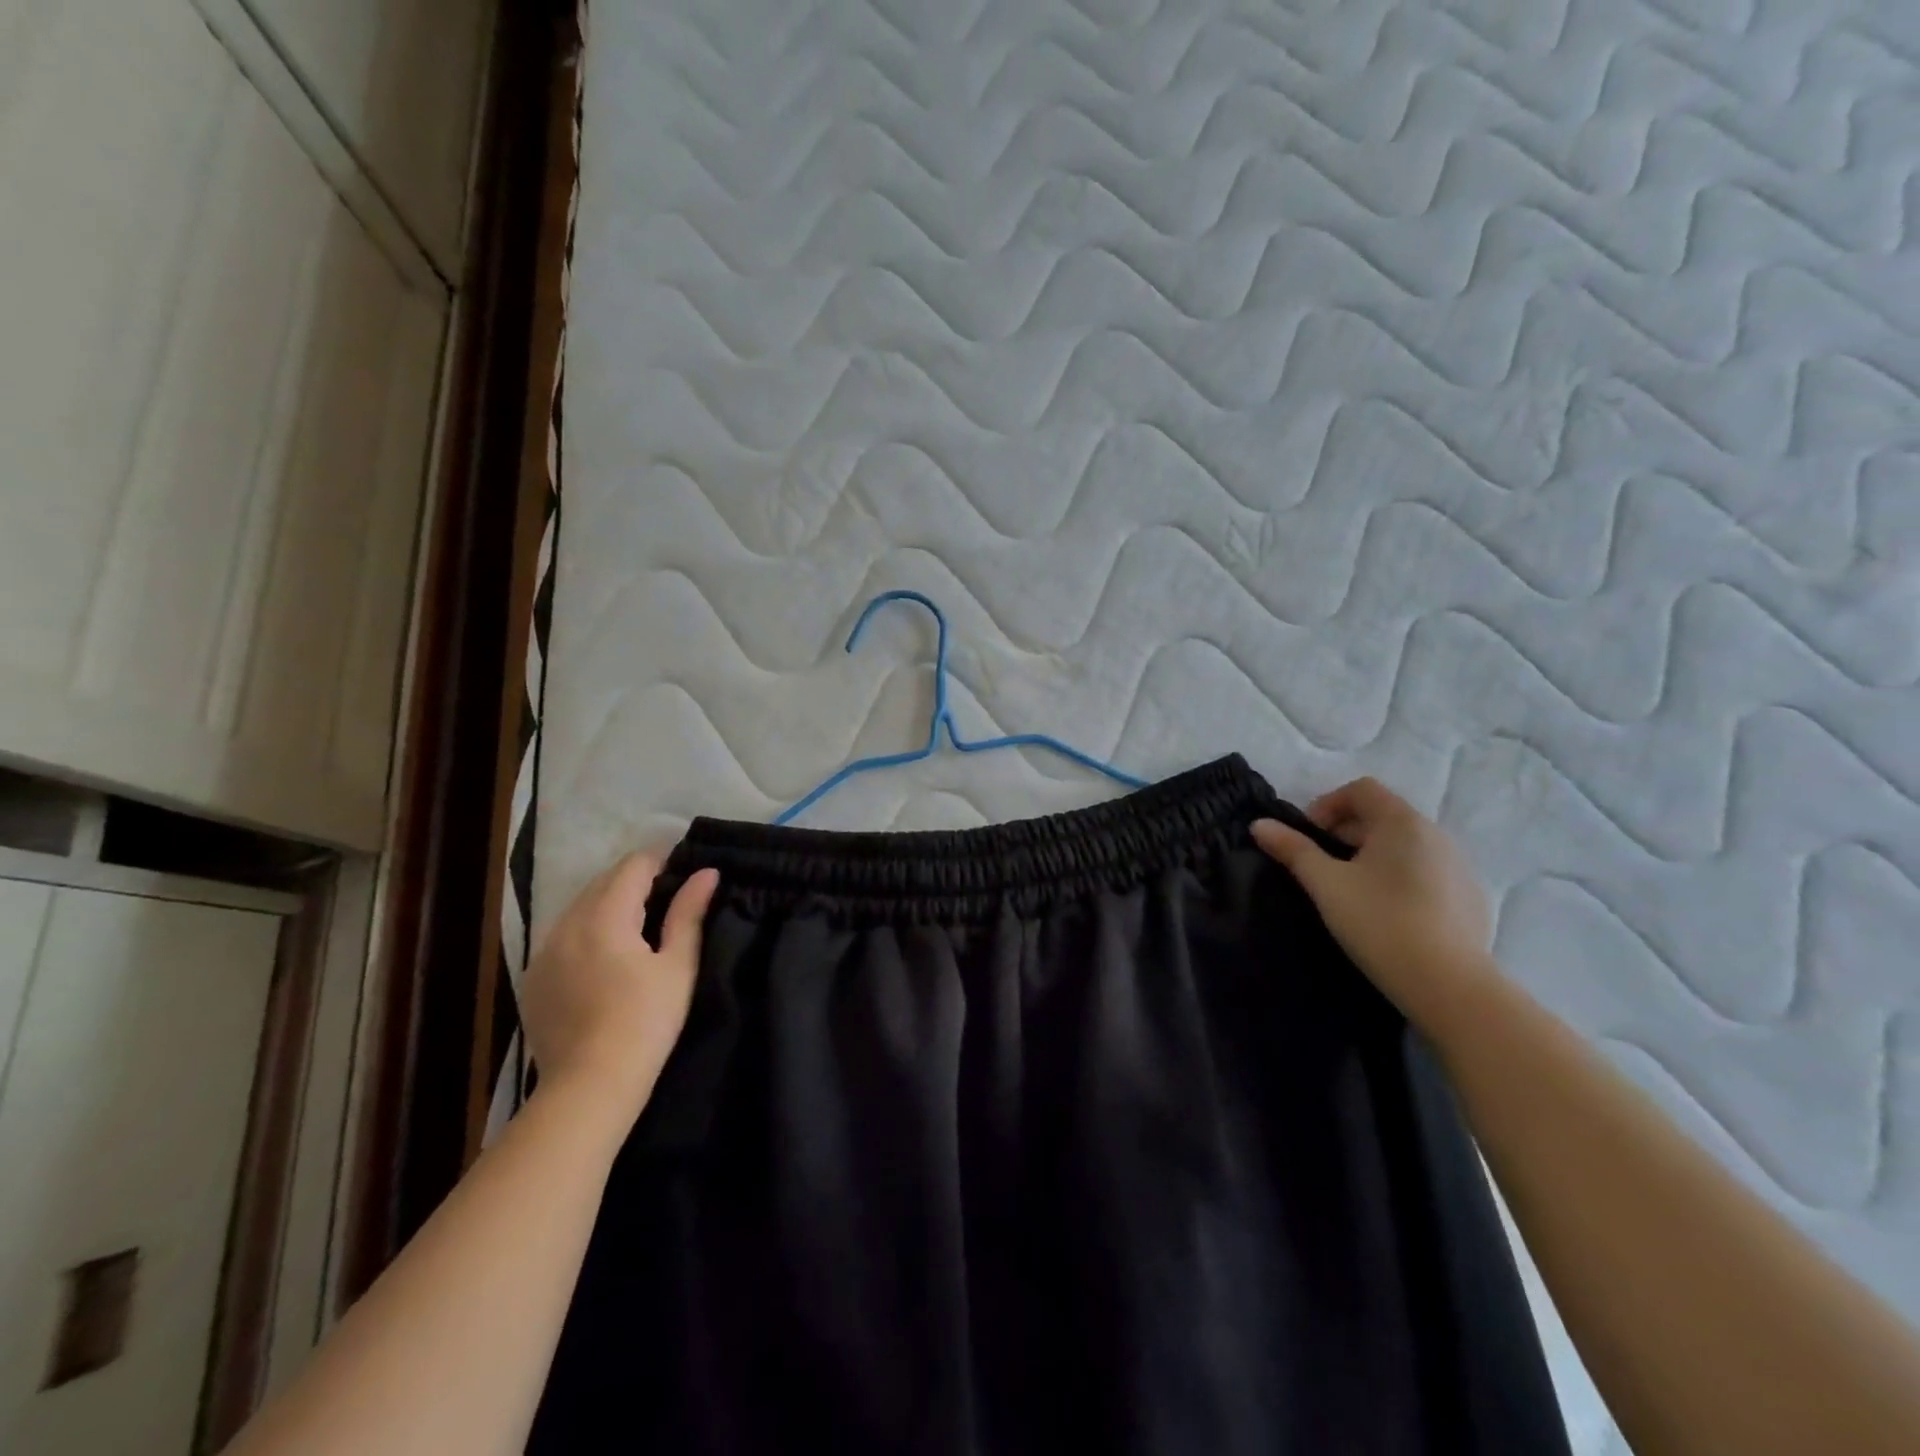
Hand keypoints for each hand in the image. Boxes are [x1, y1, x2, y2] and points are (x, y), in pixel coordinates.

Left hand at [520, 854, 718, 1117]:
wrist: (589, 1088)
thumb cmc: (645, 1023)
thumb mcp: (678, 966)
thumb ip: (688, 913)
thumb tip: (706, 873)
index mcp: (604, 916)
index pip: (633, 865)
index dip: (662, 861)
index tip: (685, 873)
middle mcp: (566, 924)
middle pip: (603, 881)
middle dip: (636, 881)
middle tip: (668, 900)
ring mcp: (543, 952)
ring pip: (580, 907)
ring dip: (609, 905)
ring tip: (638, 929)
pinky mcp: (532, 979)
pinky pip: (562, 936)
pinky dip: (586, 932)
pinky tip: (605, 960)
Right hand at [1252, 778, 1497, 1033]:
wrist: (1450, 986)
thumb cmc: (1380, 922)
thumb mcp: (1326, 884)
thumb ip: (1292, 849)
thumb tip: (1259, 824)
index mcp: (1403, 822)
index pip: (1361, 789)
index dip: (1328, 804)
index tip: (1309, 838)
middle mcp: (1436, 834)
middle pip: (1383, 815)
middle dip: (1346, 833)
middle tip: (1323, 867)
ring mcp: (1459, 866)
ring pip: (1405, 846)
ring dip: (1372, 855)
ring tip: (1352, 891)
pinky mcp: (1470, 898)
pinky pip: (1427, 871)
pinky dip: (1400, 878)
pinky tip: (1388, 913)